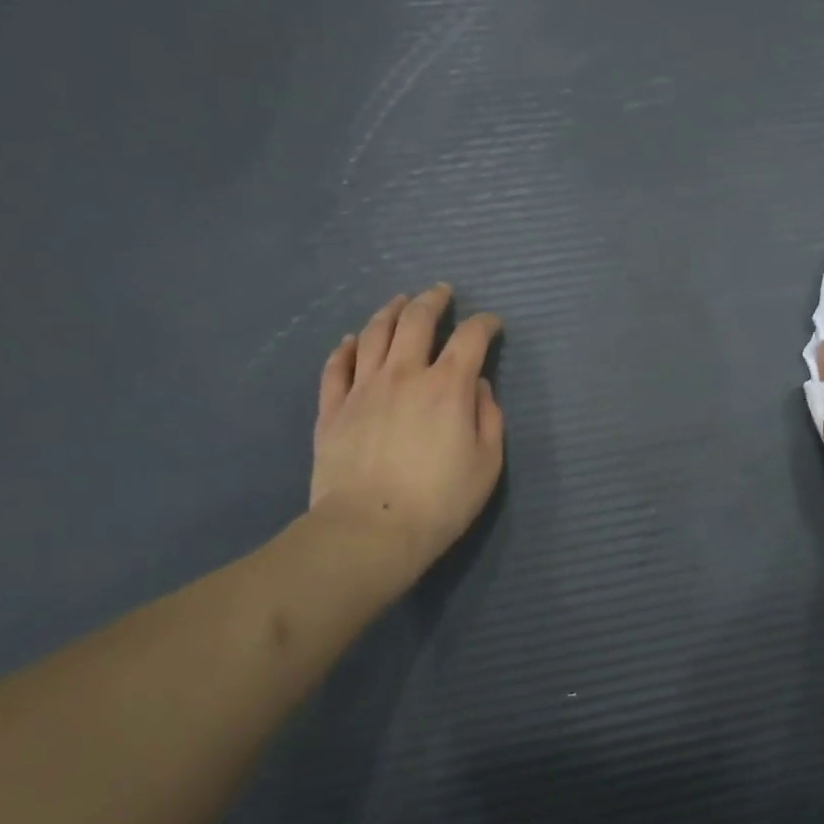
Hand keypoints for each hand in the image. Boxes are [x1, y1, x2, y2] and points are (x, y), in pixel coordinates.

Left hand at [309, 284, 503, 585]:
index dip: (484, 324)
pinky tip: (352, 341)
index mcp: (447, 386)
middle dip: (433, 300)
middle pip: (416, 321)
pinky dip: (347, 348)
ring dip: (390, 311)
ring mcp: (363, 388)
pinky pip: (336, 367)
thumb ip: (488, 417)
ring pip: (374, 333)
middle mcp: (404, 374)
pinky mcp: (333, 409)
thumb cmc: (440, 501)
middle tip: (441, 293)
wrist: (370, 530)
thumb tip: (477, 386)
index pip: (470, 338)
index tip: (491, 324)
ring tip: (399, 302)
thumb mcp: (487, 463)